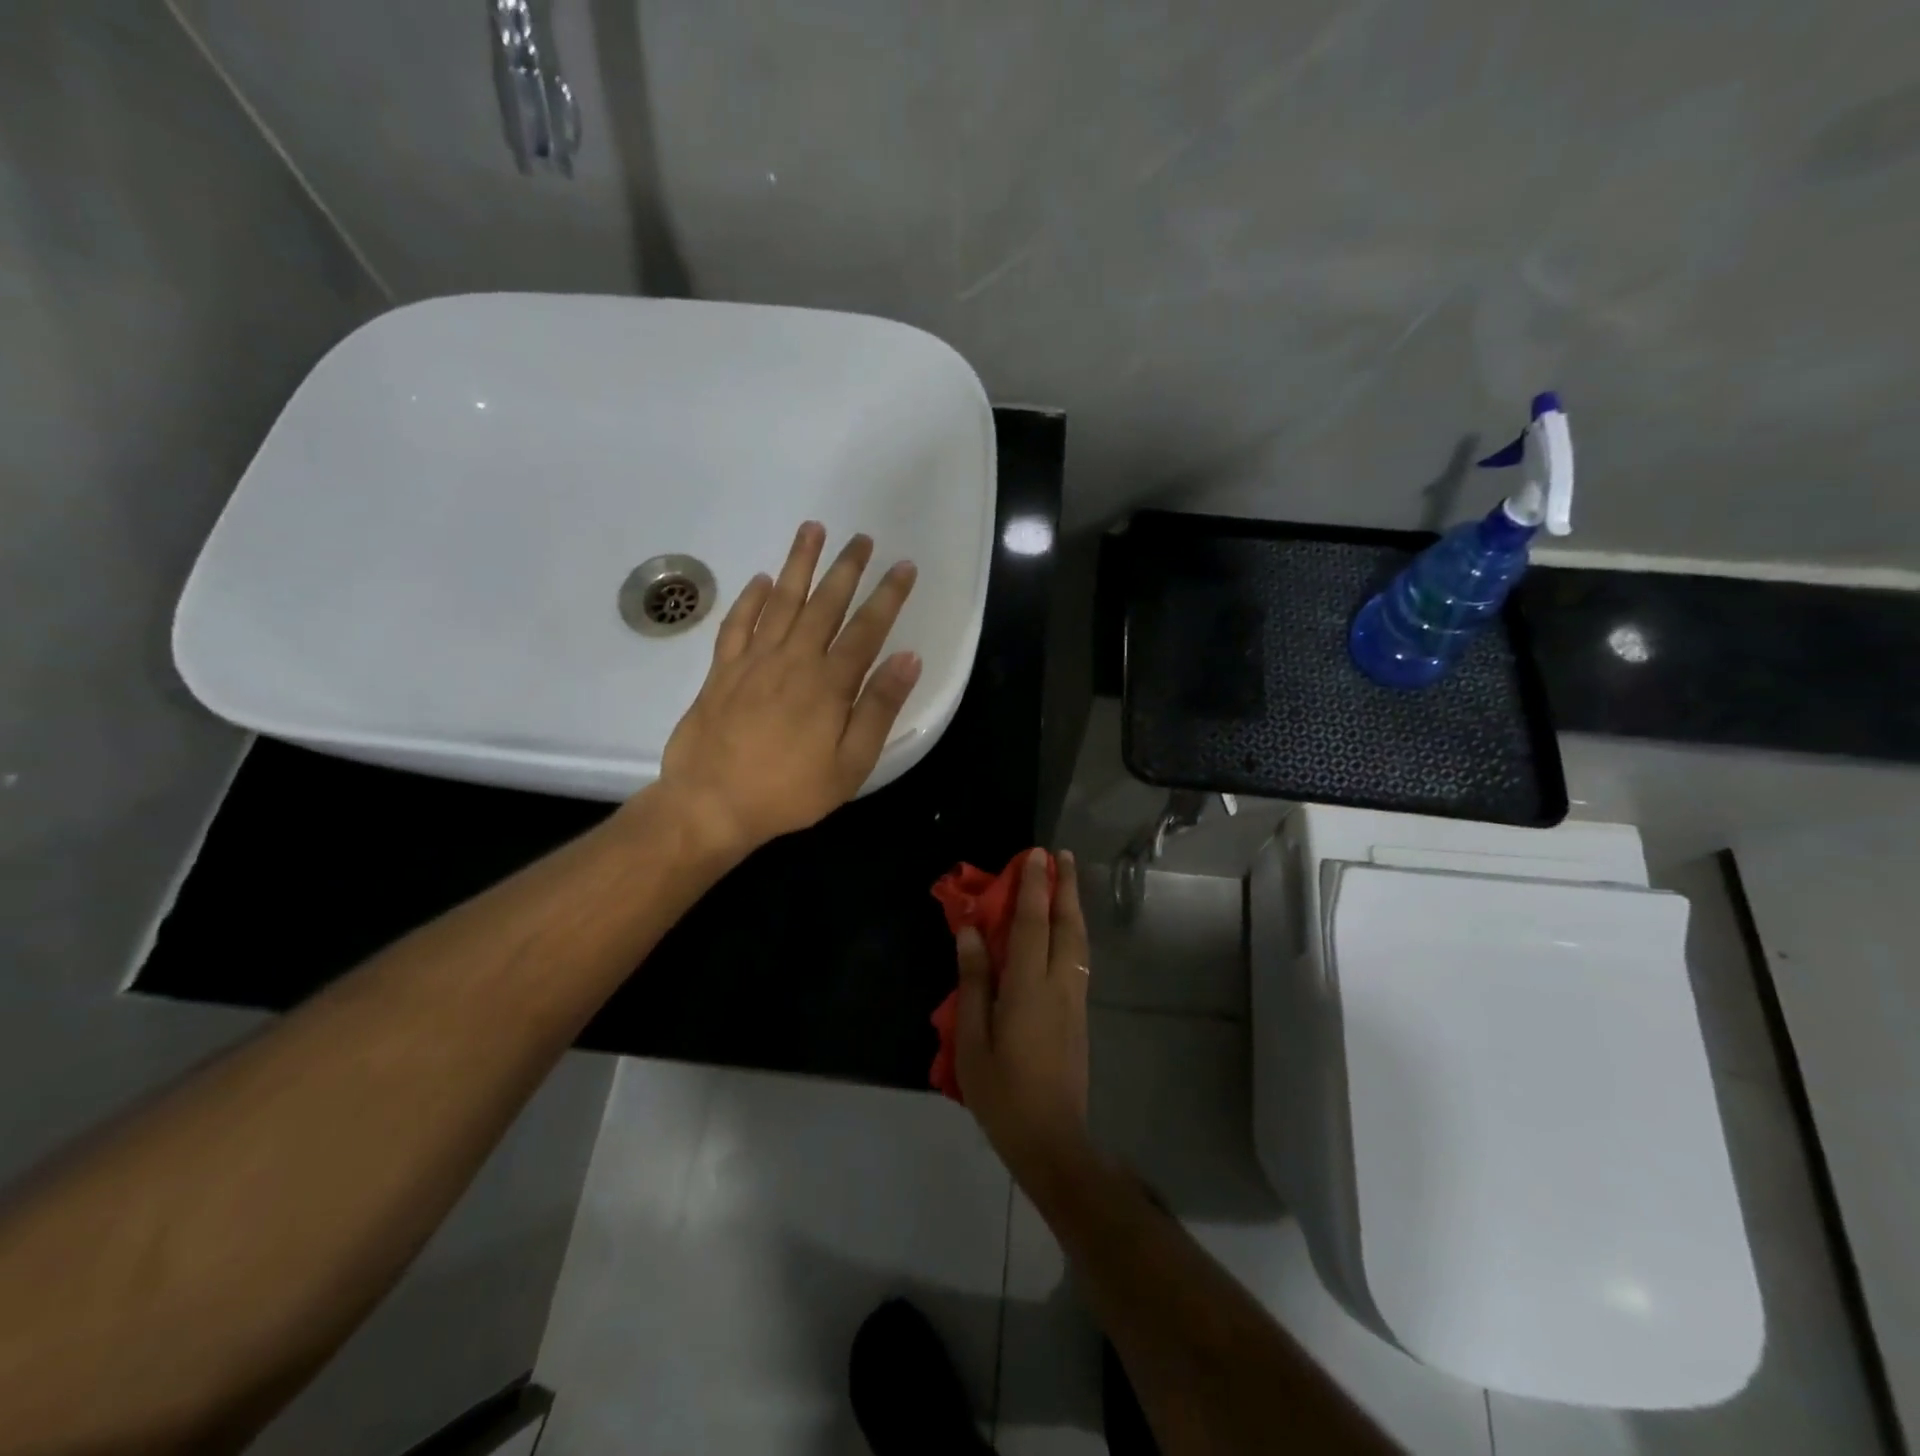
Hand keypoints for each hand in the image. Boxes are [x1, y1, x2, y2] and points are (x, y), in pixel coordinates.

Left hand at [650, 520, 919, 858]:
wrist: (711, 804)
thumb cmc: (790, 791)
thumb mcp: (850, 763)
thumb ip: (879, 708)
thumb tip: (908, 658)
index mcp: (829, 683)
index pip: (866, 628)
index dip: (888, 595)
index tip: (903, 566)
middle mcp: (793, 659)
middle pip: (825, 603)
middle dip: (847, 568)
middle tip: (862, 538)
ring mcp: (753, 660)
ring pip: (781, 600)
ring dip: (799, 563)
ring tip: (812, 529)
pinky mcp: (722, 670)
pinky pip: (738, 623)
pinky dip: (751, 598)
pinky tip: (762, 579)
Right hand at [956, 849, 1093, 1190]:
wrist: (1052, 1138)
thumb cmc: (1002, 1092)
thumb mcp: (973, 1039)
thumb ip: (975, 981)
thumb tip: (971, 932)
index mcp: (1029, 987)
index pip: (1033, 924)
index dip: (1034, 887)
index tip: (1035, 855)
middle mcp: (1059, 985)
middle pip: (1067, 925)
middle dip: (1066, 887)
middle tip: (1062, 857)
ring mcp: (1075, 1000)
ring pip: (1079, 942)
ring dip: (1074, 907)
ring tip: (1067, 883)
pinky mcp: (1080, 1015)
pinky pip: (1080, 960)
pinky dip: (1074, 933)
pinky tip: (1067, 932)